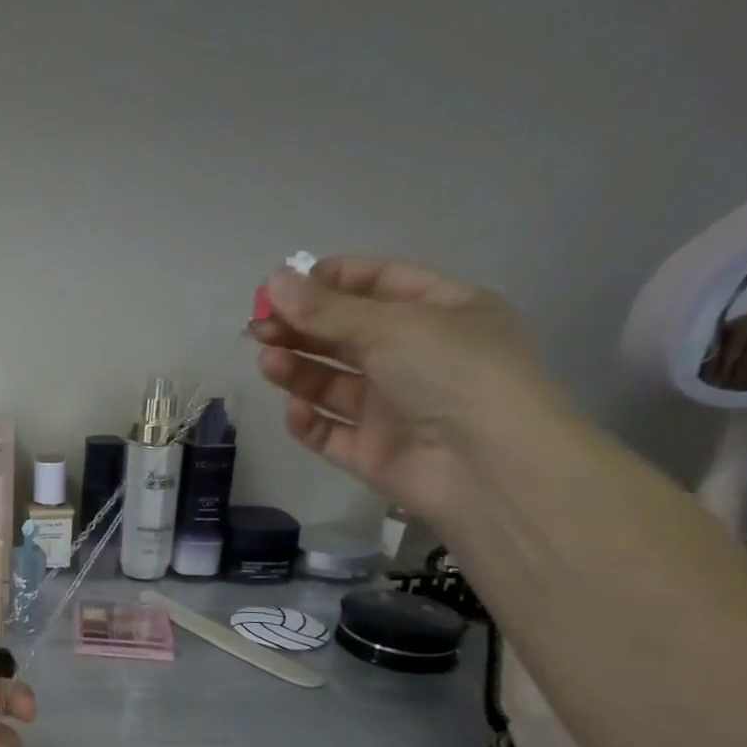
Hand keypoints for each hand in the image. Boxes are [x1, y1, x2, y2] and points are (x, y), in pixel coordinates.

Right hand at [252, 256, 562, 522]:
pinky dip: (308, 420)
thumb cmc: (452, 373)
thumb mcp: (390, 326)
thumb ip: (324, 308)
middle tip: (259, 327)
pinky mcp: (372, 451)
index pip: (379, 282)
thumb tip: (272, 279)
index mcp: (442, 312)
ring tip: (268, 363)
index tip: (283, 286)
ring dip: (298, 369)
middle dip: (301, 327)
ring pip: (332, 382)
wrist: (488, 468)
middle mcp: (418, 357)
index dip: (330, 280)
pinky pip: (329, 431)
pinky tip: (296, 409)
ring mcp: (394, 407)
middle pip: (346, 334)